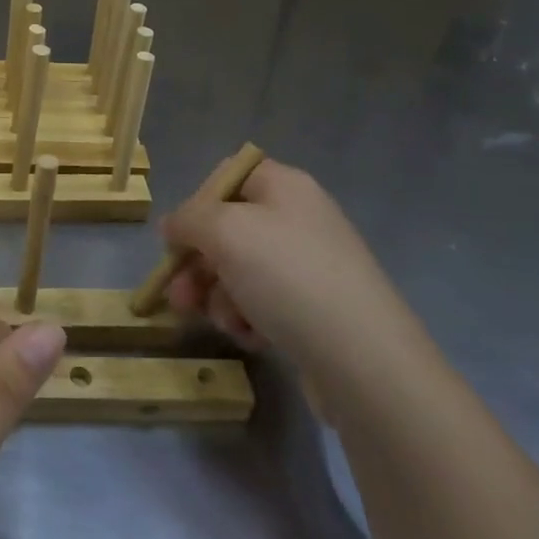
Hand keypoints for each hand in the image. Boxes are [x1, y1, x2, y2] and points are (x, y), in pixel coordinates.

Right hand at [161, 158, 421, 397]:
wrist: (364, 360)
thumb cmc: (288, 277)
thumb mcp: (223, 232)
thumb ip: (187, 220)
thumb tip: (173, 227)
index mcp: (284, 186)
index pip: (226, 177)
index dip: (197, 204)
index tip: (179, 239)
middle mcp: (298, 218)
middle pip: (227, 229)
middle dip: (197, 264)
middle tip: (179, 297)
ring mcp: (309, 265)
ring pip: (238, 271)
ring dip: (218, 297)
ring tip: (224, 323)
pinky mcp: (315, 309)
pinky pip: (262, 303)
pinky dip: (247, 318)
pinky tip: (252, 337)